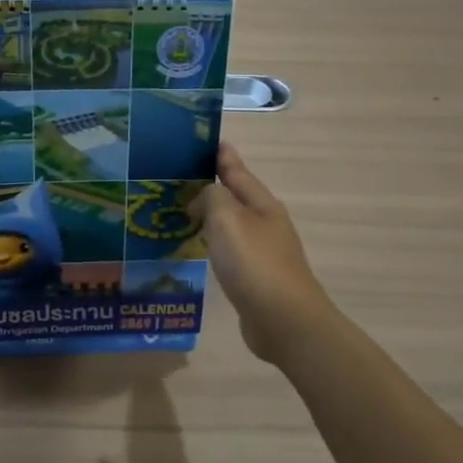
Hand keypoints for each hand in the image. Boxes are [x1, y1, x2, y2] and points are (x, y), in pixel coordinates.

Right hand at [199, 142, 334, 363]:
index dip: (221, 155)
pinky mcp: (255, 277)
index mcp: (261, 204)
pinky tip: (198, 247)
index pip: (237, 170)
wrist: (284, 321)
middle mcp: (265, 223)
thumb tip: (204, 196)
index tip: (203, 141)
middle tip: (178, 178)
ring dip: (210, 214)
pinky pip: (229, 249)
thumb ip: (212, 197)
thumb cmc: (254, 264)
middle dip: (211, 185)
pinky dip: (213, 242)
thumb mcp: (228, 219)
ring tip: (182, 210)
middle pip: (235, 196)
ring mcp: (263, 251)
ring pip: (231, 223)